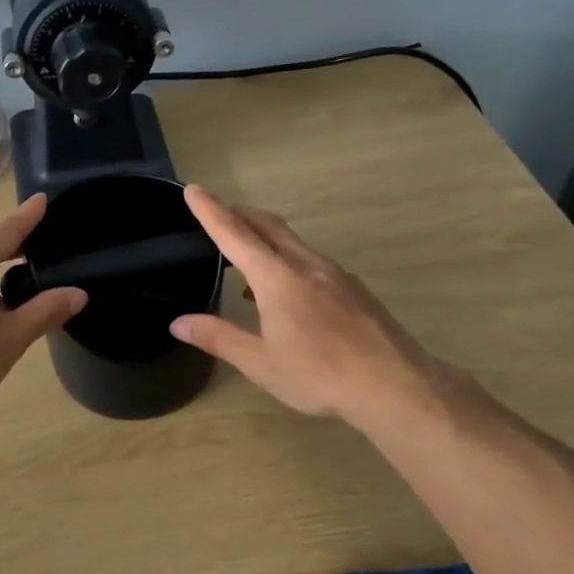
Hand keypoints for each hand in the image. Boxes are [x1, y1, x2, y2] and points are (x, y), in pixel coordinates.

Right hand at [170, 185, 442, 427]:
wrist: (394, 384)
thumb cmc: (319, 374)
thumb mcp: (260, 363)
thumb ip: (219, 337)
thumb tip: (178, 323)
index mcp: (277, 278)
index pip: (235, 235)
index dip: (211, 211)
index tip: (194, 189)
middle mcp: (306, 265)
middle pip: (268, 226)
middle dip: (240, 214)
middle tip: (217, 212)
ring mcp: (335, 274)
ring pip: (292, 242)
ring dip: (264, 237)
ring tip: (245, 255)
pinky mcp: (354, 288)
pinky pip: (311, 260)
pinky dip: (287, 259)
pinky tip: (286, 291)